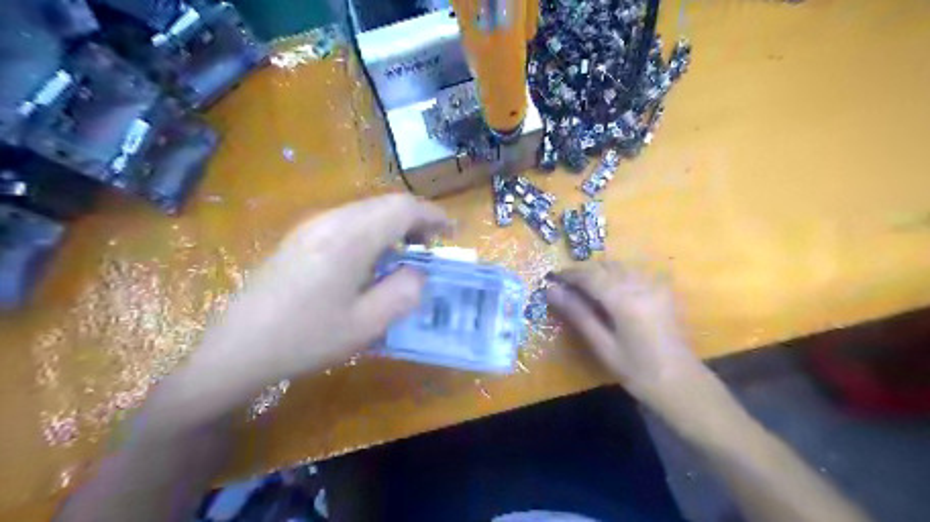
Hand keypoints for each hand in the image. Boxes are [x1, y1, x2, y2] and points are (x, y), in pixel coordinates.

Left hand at [194, 195, 449, 386]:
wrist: (237, 348)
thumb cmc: (306, 338)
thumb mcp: (366, 324)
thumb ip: (404, 292)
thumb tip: (418, 272)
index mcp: (350, 237)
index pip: (403, 208)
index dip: (433, 216)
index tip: (452, 232)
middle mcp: (331, 220)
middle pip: (385, 203)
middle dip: (416, 219)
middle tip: (432, 247)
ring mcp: (311, 225)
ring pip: (366, 209)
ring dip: (394, 224)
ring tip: (406, 253)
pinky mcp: (300, 236)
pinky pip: (348, 220)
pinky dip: (372, 230)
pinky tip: (371, 259)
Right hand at [547, 263, 708, 405]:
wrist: (682, 384)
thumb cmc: (638, 371)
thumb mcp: (602, 345)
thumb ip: (577, 314)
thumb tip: (551, 291)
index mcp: (625, 300)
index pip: (590, 275)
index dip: (569, 274)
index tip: (552, 279)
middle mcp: (641, 284)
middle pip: (605, 266)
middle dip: (583, 272)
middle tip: (565, 287)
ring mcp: (655, 285)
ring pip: (620, 266)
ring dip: (599, 272)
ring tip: (584, 290)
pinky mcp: (663, 290)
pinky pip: (634, 273)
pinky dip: (616, 276)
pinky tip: (610, 293)